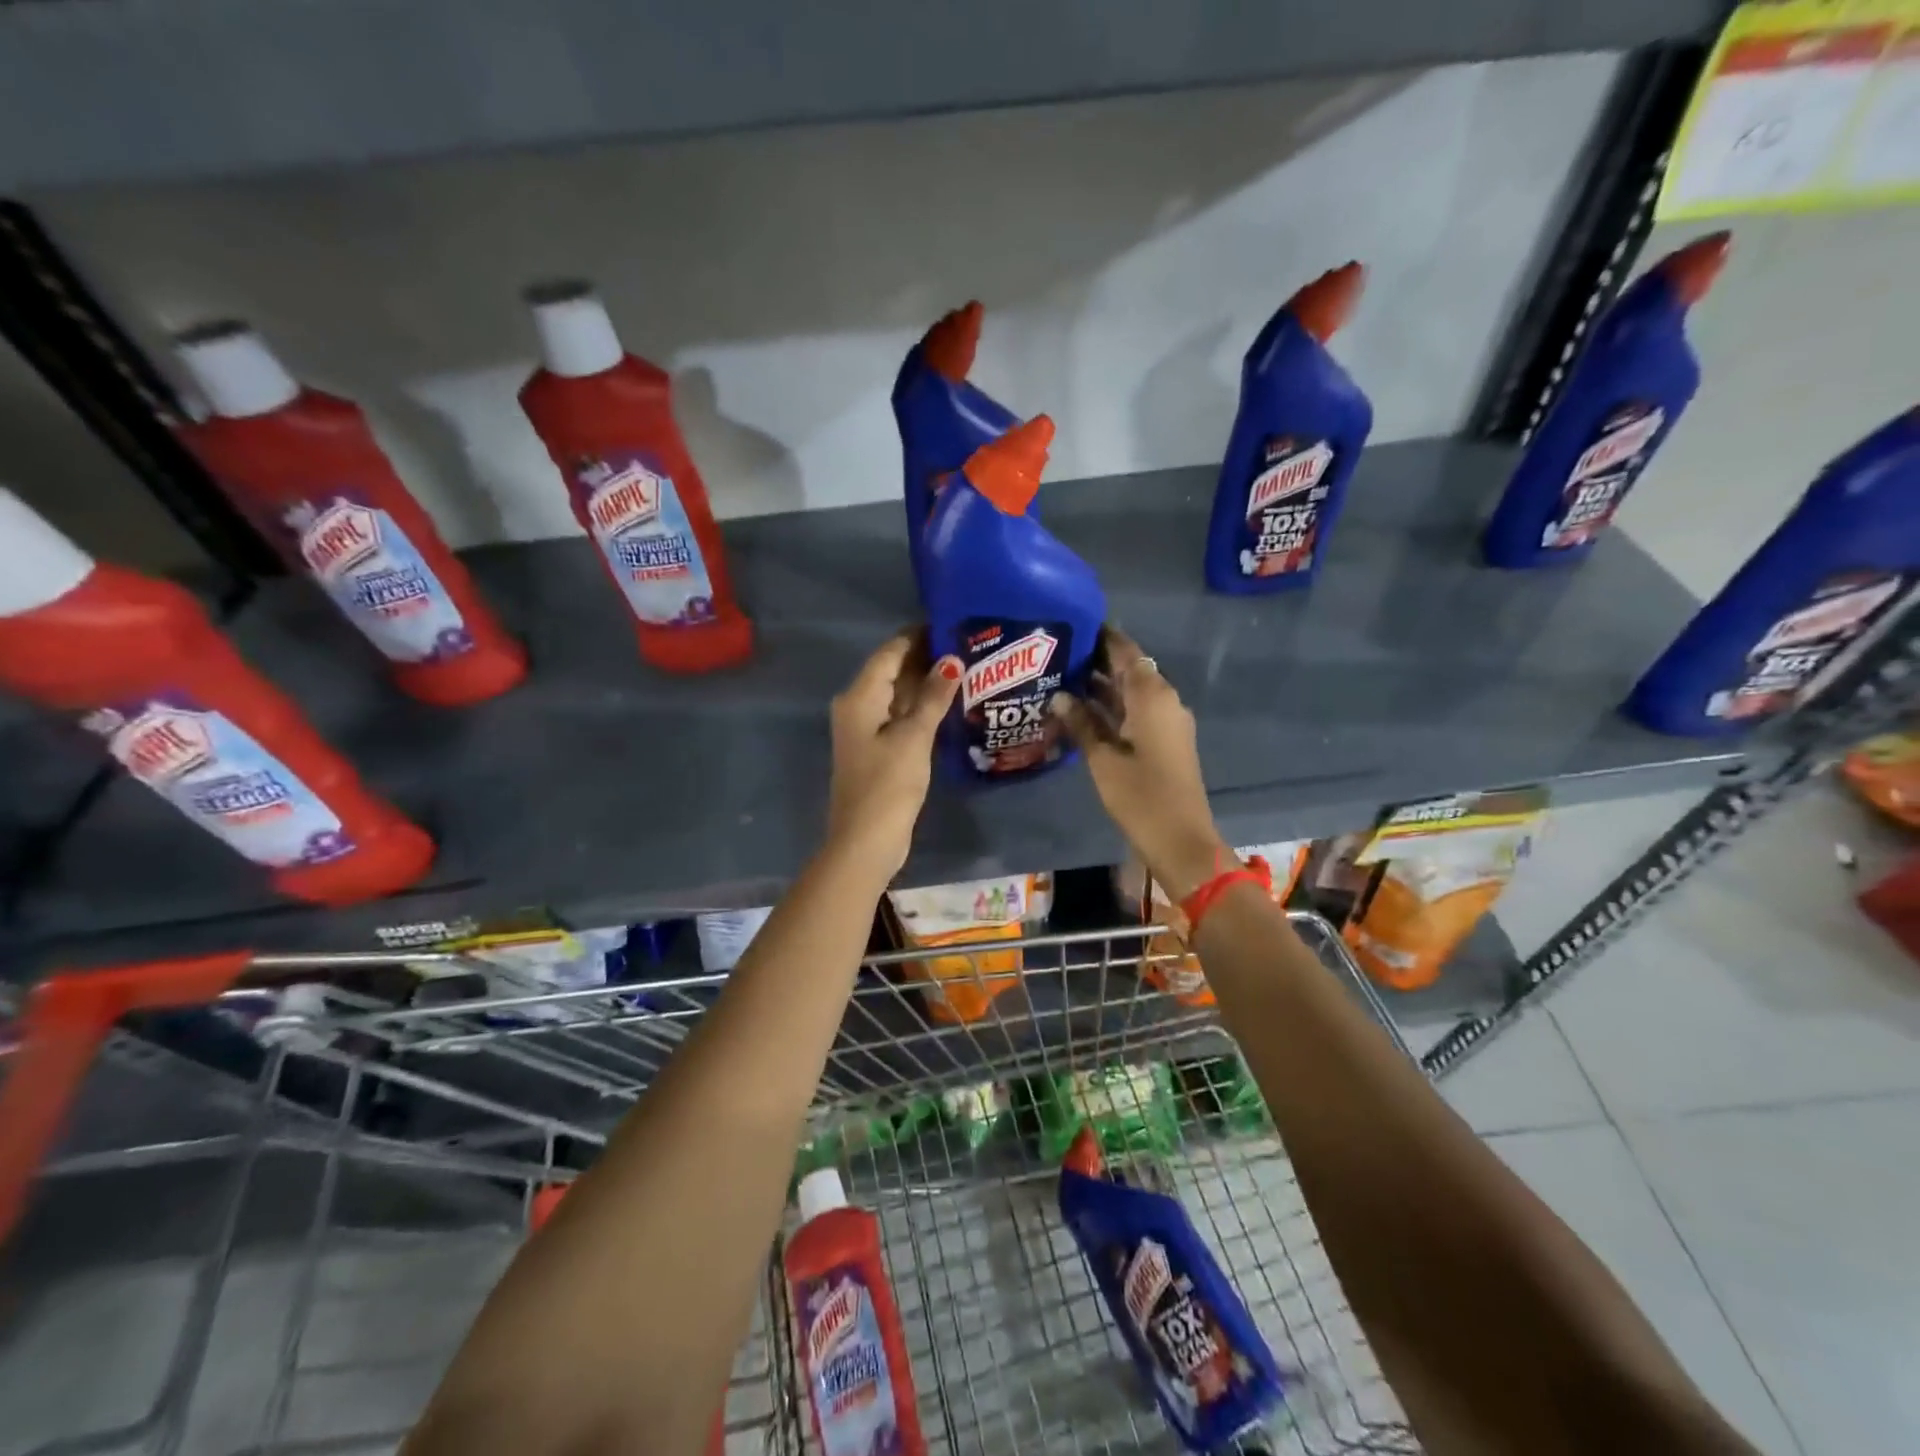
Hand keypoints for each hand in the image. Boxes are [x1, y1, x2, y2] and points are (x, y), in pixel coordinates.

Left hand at [825, 630, 961, 875]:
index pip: (890, 652)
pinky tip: (948, 704)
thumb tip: (951, 660)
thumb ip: (933, 697)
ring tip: (966, 669)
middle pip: (892, 671)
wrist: (865, 840)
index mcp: (859, 697)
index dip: (918, 636)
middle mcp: (856, 706)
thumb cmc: (888, 784)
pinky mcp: (876, 749)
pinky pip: (898, 716)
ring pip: (897, 694)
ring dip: (925, 684)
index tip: (951, 624)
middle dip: (926, 658)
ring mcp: (865, 729)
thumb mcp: (914, 737)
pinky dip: (920, 708)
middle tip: (967, 646)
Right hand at [1050, 628, 1230, 900]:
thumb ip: (1081, 722)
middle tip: (1057, 653)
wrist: (1181, 839)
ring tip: (1062, 678)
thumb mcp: (1102, 759)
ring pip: (1132, 692)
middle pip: (1129, 669)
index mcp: (1152, 696)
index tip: (1074, 624)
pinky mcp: (1165, 740)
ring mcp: (1167, 721)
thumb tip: (1059, 695)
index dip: (1102, 636)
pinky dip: (1113, 706)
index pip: (1125, 651)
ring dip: (1102, 685)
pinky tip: (1082, 710)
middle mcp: (1164, 700)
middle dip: (1096, 660)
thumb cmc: (1140, 796)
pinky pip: (1137, 711)